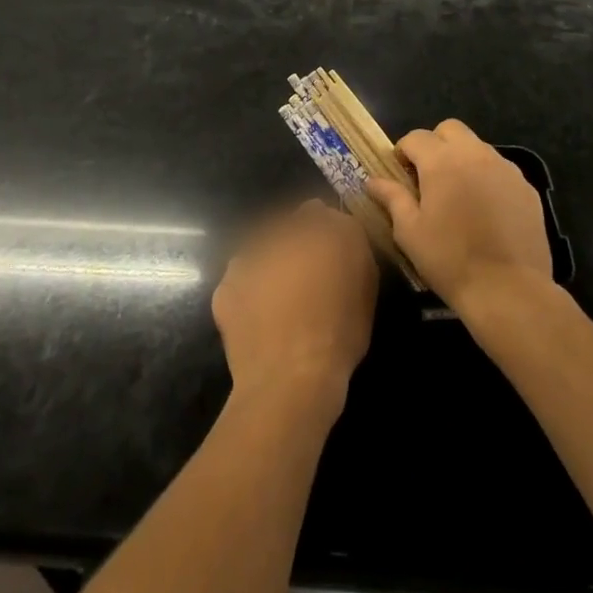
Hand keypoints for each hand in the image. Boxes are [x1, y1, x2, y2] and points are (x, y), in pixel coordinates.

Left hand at [212, 199, 377, 410]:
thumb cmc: (338, 335)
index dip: (324, 232)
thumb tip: (338, 228)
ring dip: (270, 265)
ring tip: (281, 302)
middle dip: (295, 246)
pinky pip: (242, 280)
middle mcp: (279, 234)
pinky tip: (261, 318)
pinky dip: (250, 292)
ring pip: (262, 251)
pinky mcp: (226, 285)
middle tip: (305, 279)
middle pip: (287, 229)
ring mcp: (248, 257)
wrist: (289, 379)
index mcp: (319, 230)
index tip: (329, 255)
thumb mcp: (366, 286)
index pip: (319, 213)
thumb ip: (351, 245)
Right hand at [366, 119, 552, 311]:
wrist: (509, 289)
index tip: (399, 173)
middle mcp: (475, 154)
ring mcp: (505, 168)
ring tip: (458, 194)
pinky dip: (487, 178)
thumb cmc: (450, 259)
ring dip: (462, 159)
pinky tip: (485, 210)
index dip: (403, 151)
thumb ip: (392, 198)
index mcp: (442, 161)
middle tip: (428, 176)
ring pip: (477, 147)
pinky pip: (500, 169)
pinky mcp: (526, 187)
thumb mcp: (410, 232)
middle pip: (450, 129)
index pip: (416, 137)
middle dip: (435, 144)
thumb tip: (372, 181)